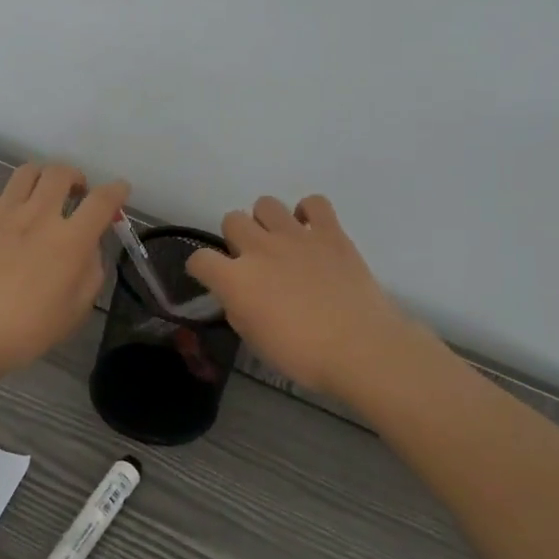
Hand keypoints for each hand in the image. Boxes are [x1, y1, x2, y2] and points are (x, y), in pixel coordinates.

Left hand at [0, 162, 130, 379]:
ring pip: (27, 173)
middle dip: (75, 177)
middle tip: (75, 193)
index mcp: (70, 240)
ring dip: (42, 179)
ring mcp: (2, 214)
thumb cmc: (28, 330)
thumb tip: (88, 247)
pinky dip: (6, 201)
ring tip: (41, 196)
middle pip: (61, 173)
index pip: (102, 201)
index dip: (116, 190)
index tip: (120, 190)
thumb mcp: (76, 309)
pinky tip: (5, 219)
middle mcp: (38, 216)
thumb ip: (91, 271)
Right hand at [185, 194, 424, 398]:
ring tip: (280, 243)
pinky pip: (314, 202)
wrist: (358, 348)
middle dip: (237, 238)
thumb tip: (238, 294)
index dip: (202, 268)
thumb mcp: (254, 339)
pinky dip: (309, 212)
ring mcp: (296, 235)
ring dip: (267, 221)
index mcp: (236, 280)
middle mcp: (260, 248)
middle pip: (232, 220)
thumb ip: (239, 308)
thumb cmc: (302, 355)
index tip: (212, 277)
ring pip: (265, 203)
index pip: (200, 259)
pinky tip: (311, 231)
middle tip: (253, 261)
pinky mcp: (330, 232)